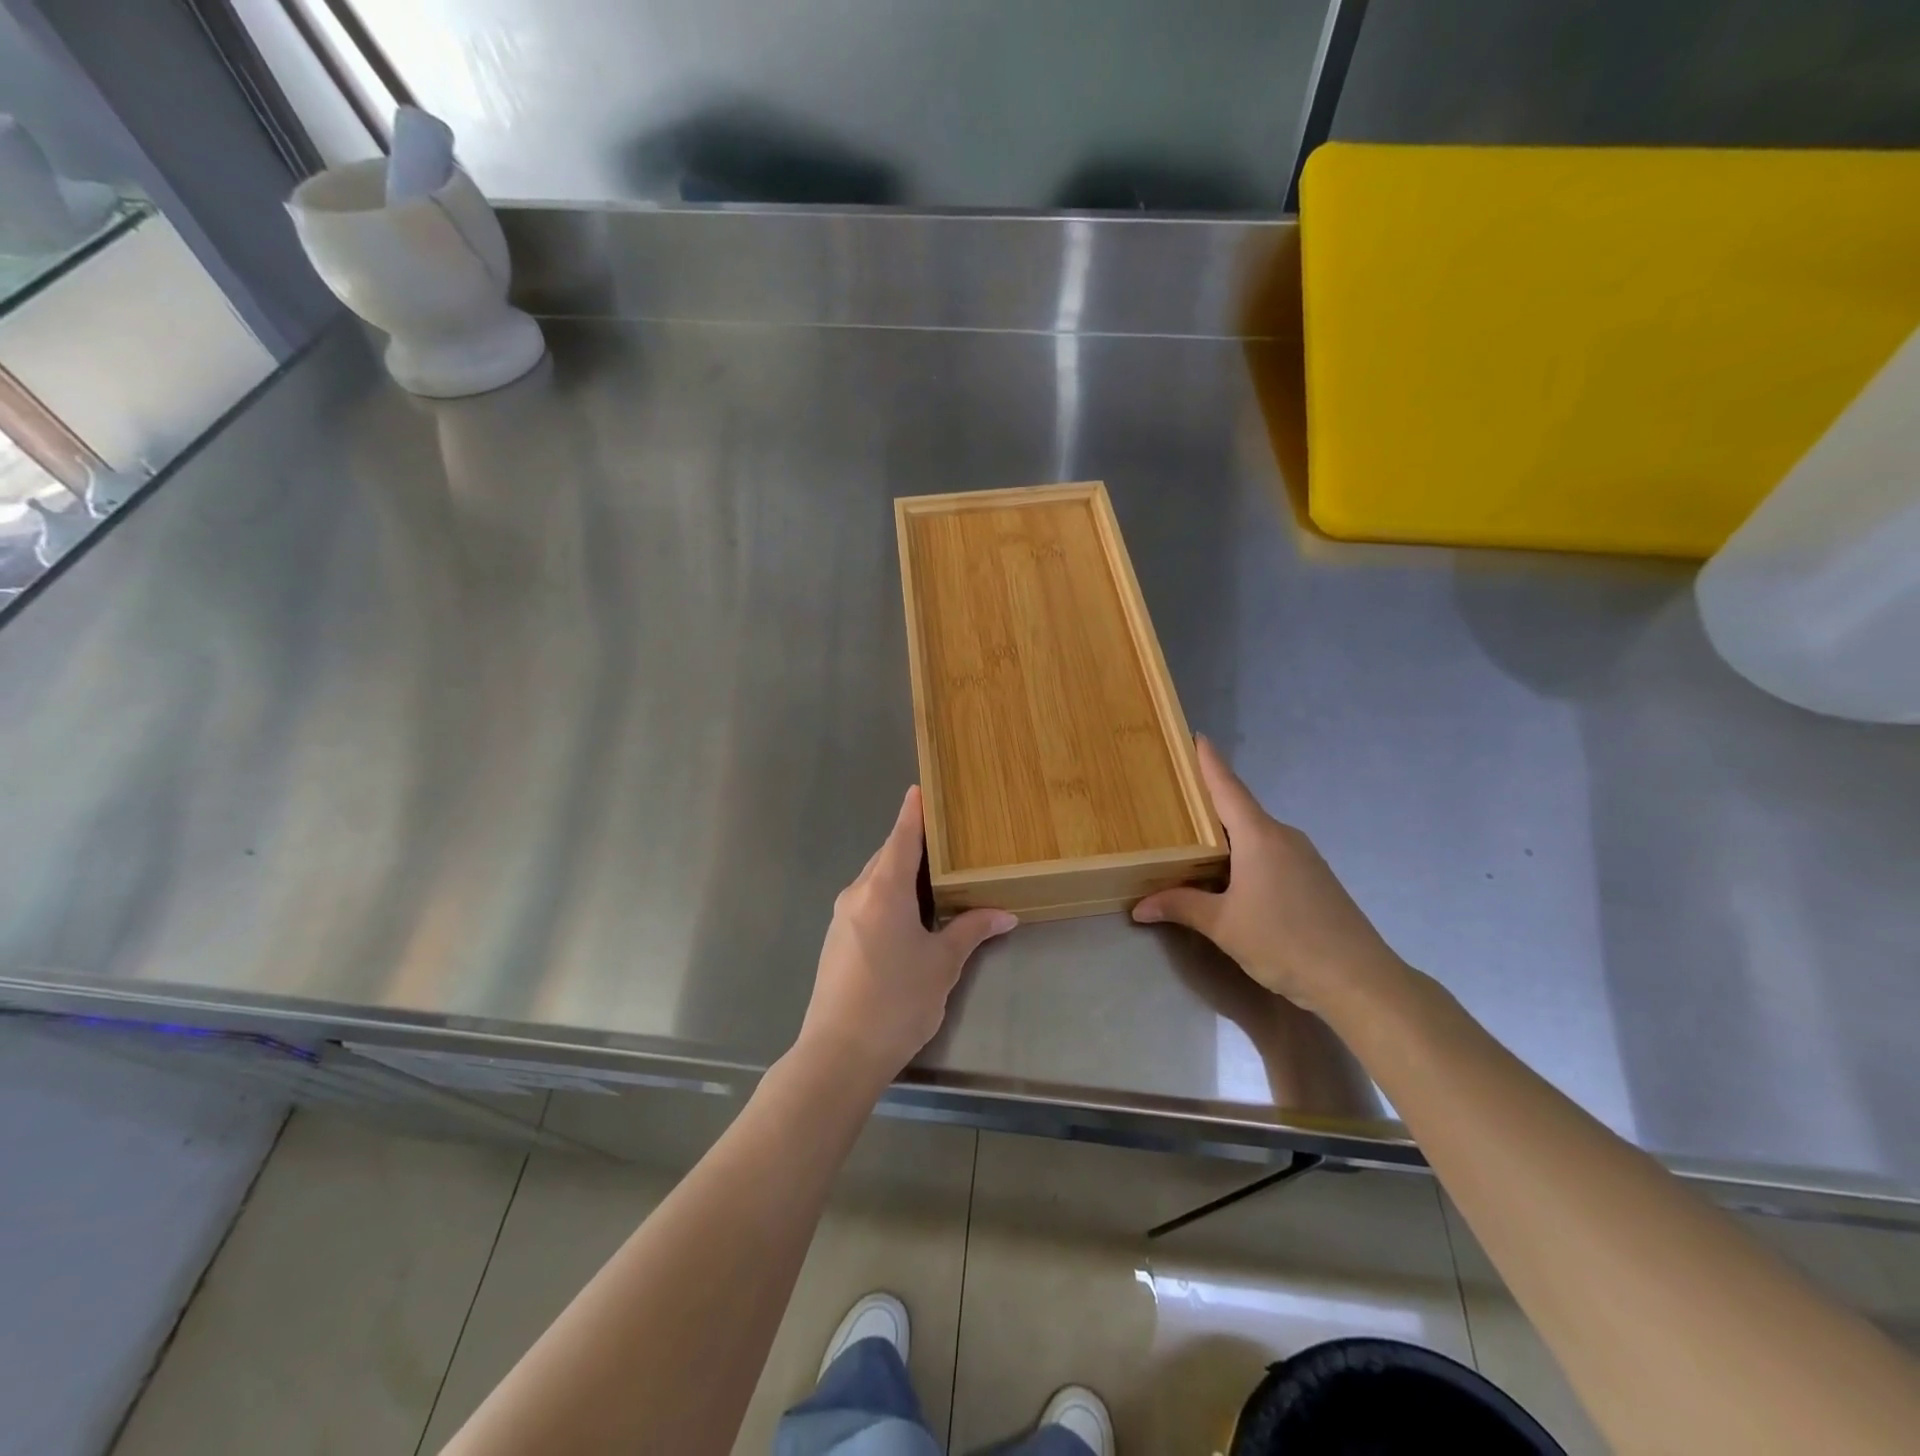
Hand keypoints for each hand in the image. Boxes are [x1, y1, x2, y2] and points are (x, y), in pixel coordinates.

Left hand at [798, 786, 1015, 1083]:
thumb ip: (971, 931)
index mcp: (884, 890)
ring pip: (875, 880)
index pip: (901, 838)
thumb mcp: (942, 964)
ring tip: (932, 873)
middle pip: (887, 856)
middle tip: (943, 835)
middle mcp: (857, 894)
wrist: (838, 1053)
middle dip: (912, 843)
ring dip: (900, 872)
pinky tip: (908, 912)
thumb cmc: (896, 1001)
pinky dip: (888, 894)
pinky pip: (866, 902)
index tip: (920, 789)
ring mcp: (842, 917)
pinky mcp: (836, 940)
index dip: (913, 813)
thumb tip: (1004, 914)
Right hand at [1132, 738, 1407, 1018]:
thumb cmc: (1284, 941)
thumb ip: (1181, 907)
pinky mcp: (1314, 878)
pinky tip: (1229, 875)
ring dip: (1226, 834)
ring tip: (1193, 839)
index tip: (1197, 736)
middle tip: (1174, 797)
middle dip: (1209, 802)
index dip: (1210, 762)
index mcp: (1259, 836)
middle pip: (1239, 809)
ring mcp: (1303, 857)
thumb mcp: (1223, 925)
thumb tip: (1139, 906)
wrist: (1358, 980)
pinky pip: (1270, 853)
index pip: (1228, 788)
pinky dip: (1244, 854)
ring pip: (1255, 834)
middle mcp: (1282, 837)